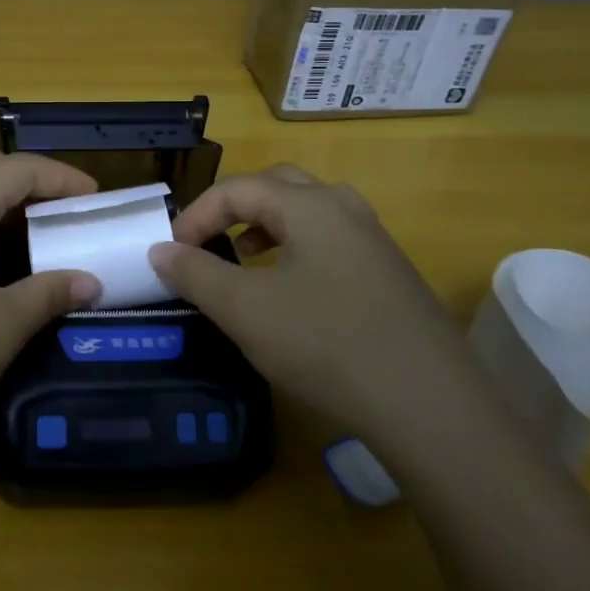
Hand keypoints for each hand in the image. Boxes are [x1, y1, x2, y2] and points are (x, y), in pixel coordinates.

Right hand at [148, 165, 490, 453]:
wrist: (429, 404)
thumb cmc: (325, 343)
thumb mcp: (244, 310)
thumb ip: (195, 274)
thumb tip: (160, 250)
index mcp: (310, 205)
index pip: (237, 188)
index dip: (196, 215)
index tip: (171, 253)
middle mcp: (345, 208)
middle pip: (277, 186)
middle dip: (233, 208)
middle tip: (207, 241)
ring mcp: (374, 240)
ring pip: (307, 212)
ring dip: (265, 226)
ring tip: (243, 259)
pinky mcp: (390, 274)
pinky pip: (330, 241)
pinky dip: (296, 249)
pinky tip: (289, 291)